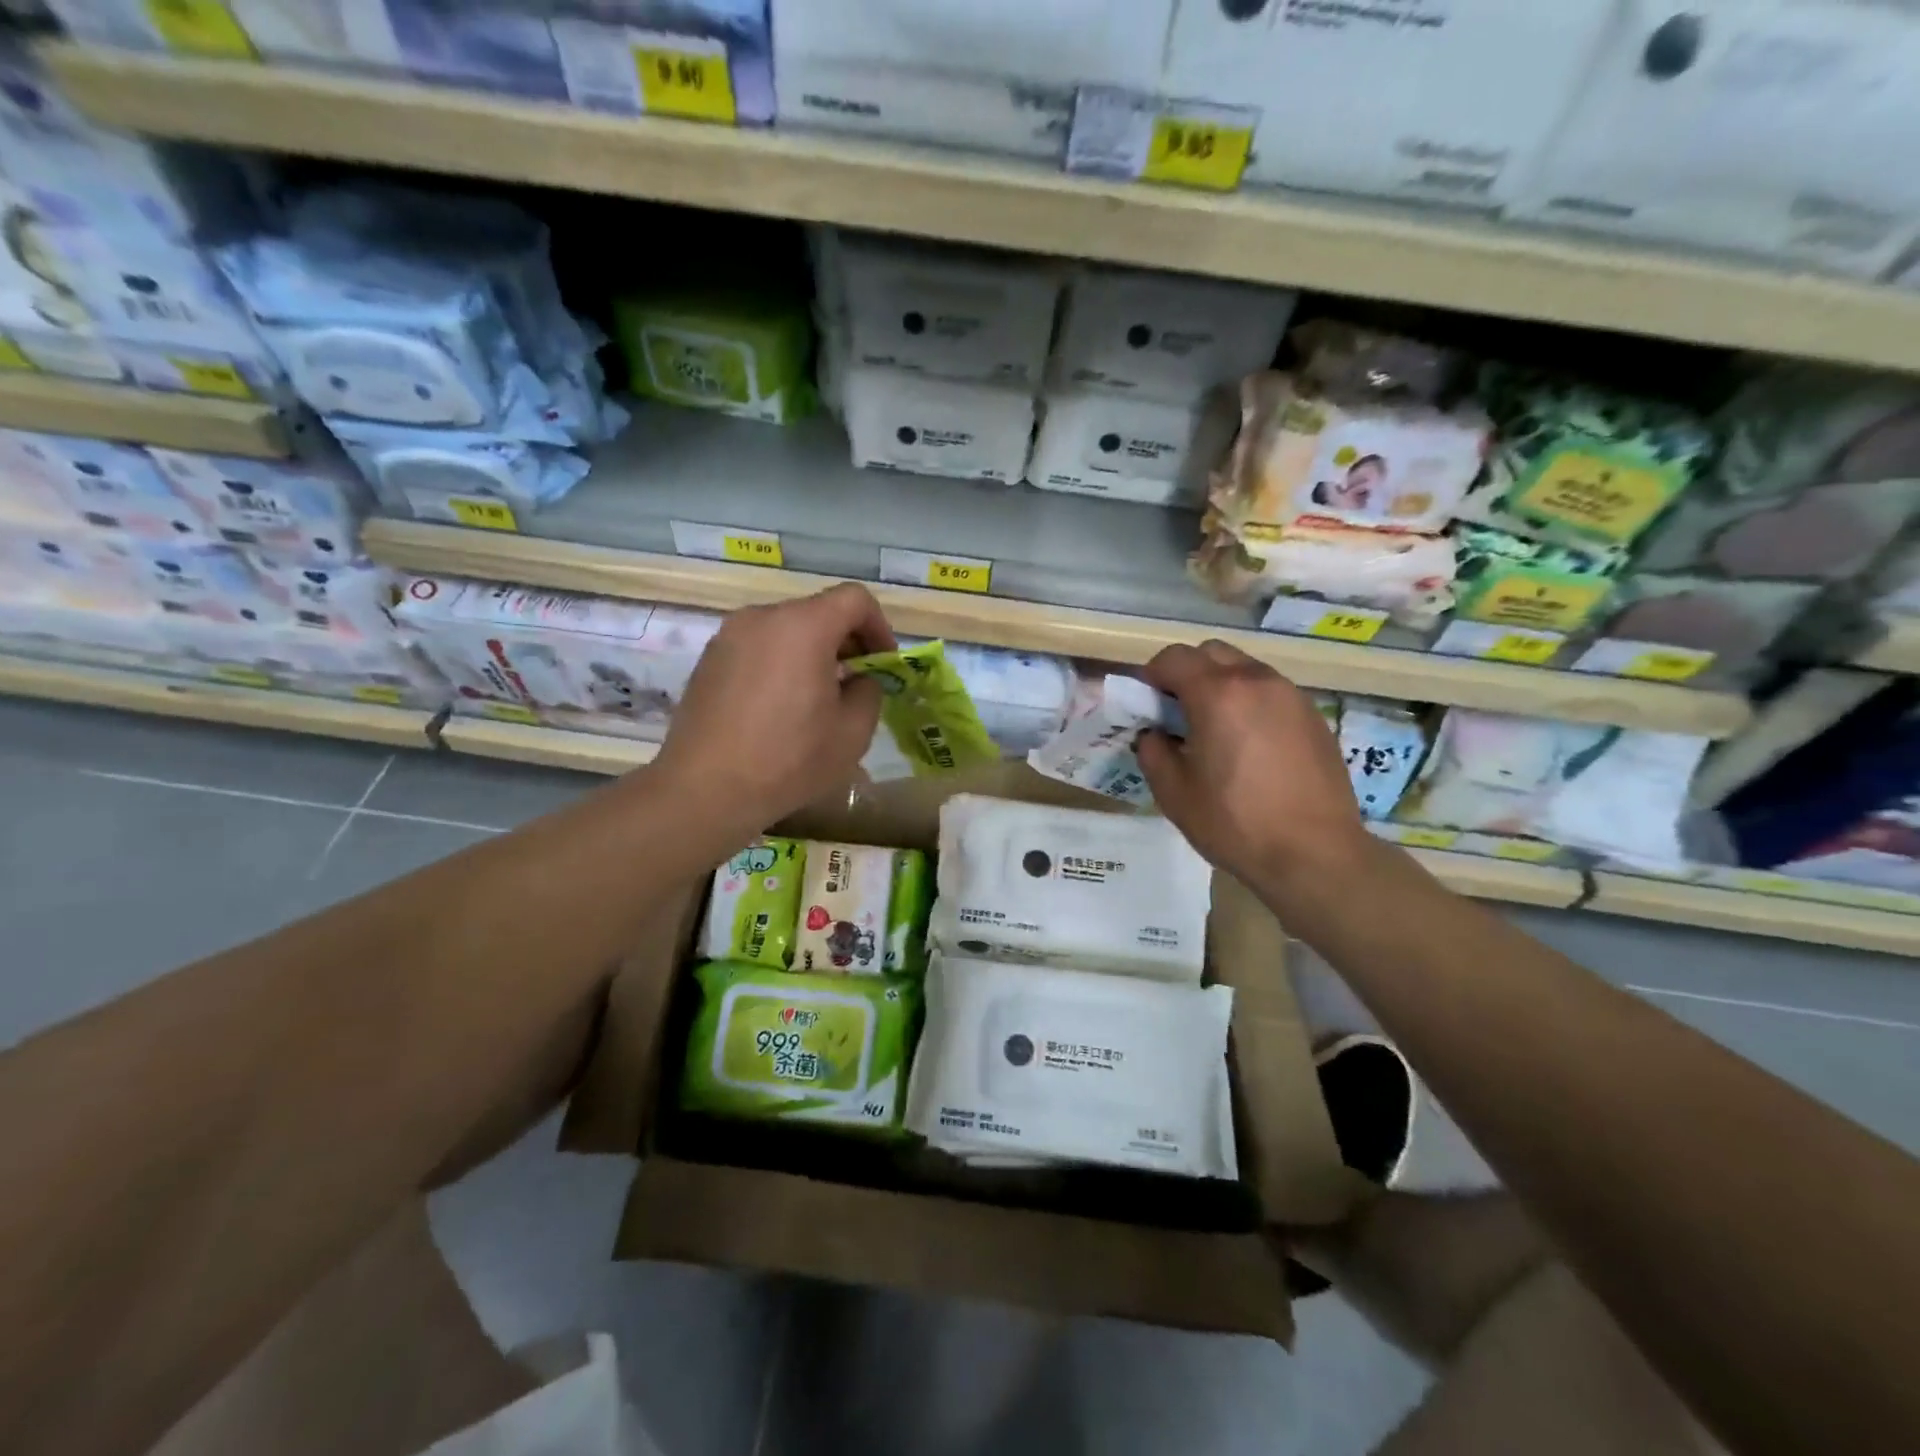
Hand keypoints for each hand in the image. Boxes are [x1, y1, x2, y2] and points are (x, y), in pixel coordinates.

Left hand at [654, 584, 896, 832]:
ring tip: (816, 699)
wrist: (705, 789)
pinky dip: (779, 664)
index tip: (883, 664)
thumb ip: (869, 692)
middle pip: (818, 611)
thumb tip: (858, 680)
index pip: (855, 599)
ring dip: (811, 653)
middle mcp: (763, 618)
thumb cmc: (789, 759)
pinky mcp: (708, 660)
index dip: (879, 627)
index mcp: (804, 626)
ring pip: (786, 630)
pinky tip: (779, 709)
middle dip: (845, 642)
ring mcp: (729, 636)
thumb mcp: (853, 732)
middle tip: (856, 684)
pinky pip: (758, 648)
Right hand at [1136, 641, 1369, 892]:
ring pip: (1245, 669)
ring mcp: (1291, 696)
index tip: (1147, 703)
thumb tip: (1154, 734)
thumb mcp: (1174, 792)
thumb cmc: (1235, 822)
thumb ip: (1152, 751)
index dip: (1152, 675)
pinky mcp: (1313, 716)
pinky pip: (1271, 692)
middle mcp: (1256, 681)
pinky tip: (1249, 745)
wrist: (1314, 853)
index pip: (1174, 658)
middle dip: (1187, 672)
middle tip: (1177, 712)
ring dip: (1221, 685)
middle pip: (1211, 652)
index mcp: (1217, 693)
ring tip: (1215, 730)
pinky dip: (1250, 702)